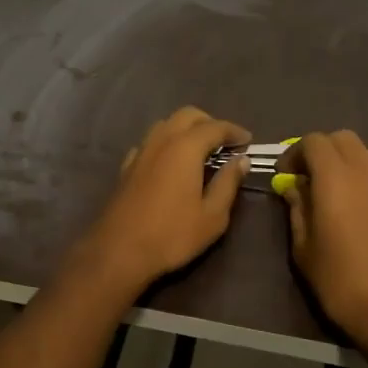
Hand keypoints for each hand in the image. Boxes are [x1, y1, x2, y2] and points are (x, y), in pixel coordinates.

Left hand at [70, 107, 251, 292]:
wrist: (119, 251)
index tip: (248, 141)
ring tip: (201, 151)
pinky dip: (166, 143)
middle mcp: (161, 141)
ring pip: (166, 124)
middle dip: (209, 123)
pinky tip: (171, 163)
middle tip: (225, 143)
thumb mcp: (212, 215)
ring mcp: (141, 152)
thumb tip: (241, 160)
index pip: (215, 127)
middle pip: (187, 115)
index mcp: (185, 148)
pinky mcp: (127, 167)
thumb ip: (228, 183)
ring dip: (186, 129)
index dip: (234, 131)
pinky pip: (150, 142)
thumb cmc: (172, 235)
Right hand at [275, 131, 367, 351]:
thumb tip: (294, 187)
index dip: (294, 153)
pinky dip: (354, 174)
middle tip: (302, 176)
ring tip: (321, 189)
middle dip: (318, 149)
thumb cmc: (340, 279)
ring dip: (338, 159)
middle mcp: (363, 172)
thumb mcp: (304, 247)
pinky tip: (343, 204)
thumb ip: (297, 209)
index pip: (313, 142)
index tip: (283, 176)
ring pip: (360, 151)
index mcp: (335, 178)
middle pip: (340, 138)